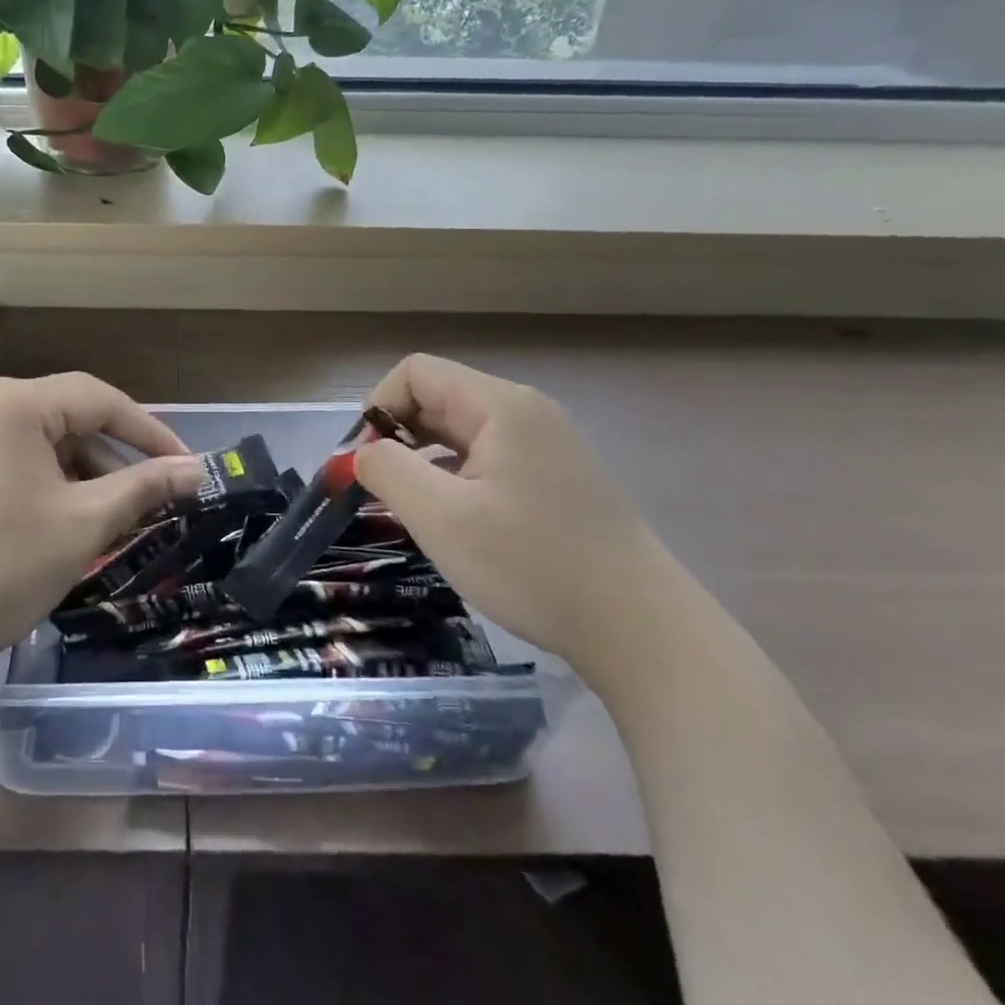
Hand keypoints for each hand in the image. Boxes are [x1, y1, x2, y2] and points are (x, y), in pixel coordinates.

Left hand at [0, 373, 203, 669]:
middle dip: (115, 457)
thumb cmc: (1, 566)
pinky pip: (15, 459)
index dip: (149, 431)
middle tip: (155, 495)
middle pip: (69, 417)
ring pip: (43, 441)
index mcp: (13, 402)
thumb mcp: (84, 523)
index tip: (187, 465)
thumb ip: (144, 487)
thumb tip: (197, 470)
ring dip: (84, 473)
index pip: (99, 399)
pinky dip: (50, 482)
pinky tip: (69, 520)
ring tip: (115, 516)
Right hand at [353, 354, 679, 671]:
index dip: (377, 408)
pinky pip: (487, 458)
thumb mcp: (441, 517)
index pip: (416, 373)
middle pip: (438, 398)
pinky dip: (455, 476)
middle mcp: (525, 412)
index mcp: (500, 406)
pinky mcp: (557, 478)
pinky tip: (454, 520)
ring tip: (411, 508)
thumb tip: (361, 454)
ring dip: (424, 459)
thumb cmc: (533, 565)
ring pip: (461, 431)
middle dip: (397, 436)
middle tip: (379, 491)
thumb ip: (387, 471)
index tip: (365, 463)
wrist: (643, 631)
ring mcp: (547, 445)